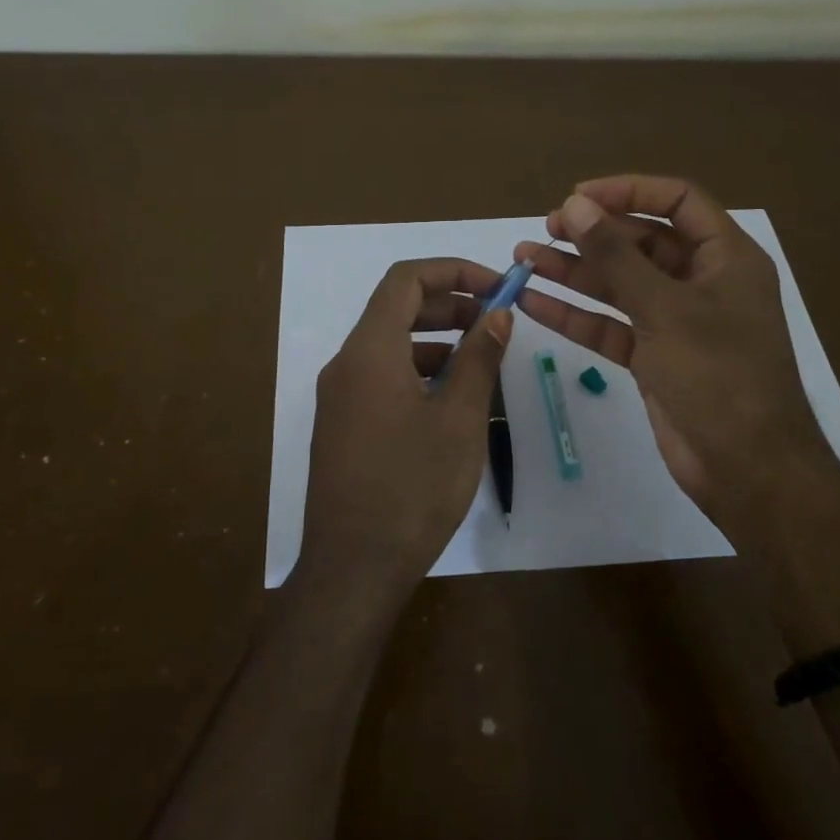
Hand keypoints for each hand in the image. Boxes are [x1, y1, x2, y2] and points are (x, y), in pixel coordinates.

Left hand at [300, 258, 513, 597]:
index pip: (405, 280)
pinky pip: (382, 379)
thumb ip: (478, 358)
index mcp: (370, 351)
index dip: (453, 271)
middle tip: (496, 322)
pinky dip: (419, 373)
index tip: (497, 287)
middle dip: (450, 306)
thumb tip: (498, 314)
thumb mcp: (458, 419)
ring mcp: (340, 397)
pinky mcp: (343, 426)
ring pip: (391, 347)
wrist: (353, 568)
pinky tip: (452, 401)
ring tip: (482, 362)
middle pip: (396, 310)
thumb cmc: (412, 487)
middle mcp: (347, 364)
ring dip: (437, 341)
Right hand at [513, 176, 839, 523]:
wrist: (746, 469)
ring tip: (522, 259)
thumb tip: (573, 205)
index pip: (677, 202)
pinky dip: (575, 315)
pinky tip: (532, 303)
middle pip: (642, 242)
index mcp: (725, 258)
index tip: (577, 197)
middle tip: (544, 230)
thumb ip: (615, 256)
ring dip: (574, 272)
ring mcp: (676, 323)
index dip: (628, 191)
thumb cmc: (718, 375)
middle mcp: (702, 283)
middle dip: (592, 235)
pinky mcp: (654, 358)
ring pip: (619, 285)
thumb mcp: (664, 308)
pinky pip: (610, 326)